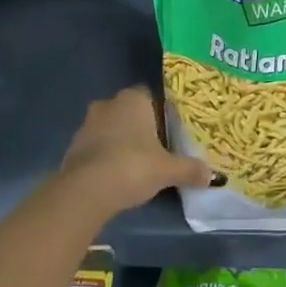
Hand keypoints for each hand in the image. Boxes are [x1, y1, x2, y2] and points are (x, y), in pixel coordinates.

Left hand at [58, 86, 213, 215]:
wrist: (86, 191)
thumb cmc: (132, 166)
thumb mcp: (167, 170)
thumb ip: (189, 169)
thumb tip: (212, 176)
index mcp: (133, 99)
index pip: (151, 96)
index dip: (161, 112)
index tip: (170, 130)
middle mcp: (109, 103)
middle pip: (129, 111)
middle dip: (140, 126)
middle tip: (156, 147)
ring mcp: (87, 124)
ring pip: (110, 127)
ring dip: (120, 141)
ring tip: (136, 164)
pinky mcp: (73, 146)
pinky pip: (96, 146)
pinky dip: (105, 156)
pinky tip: (115, 174)